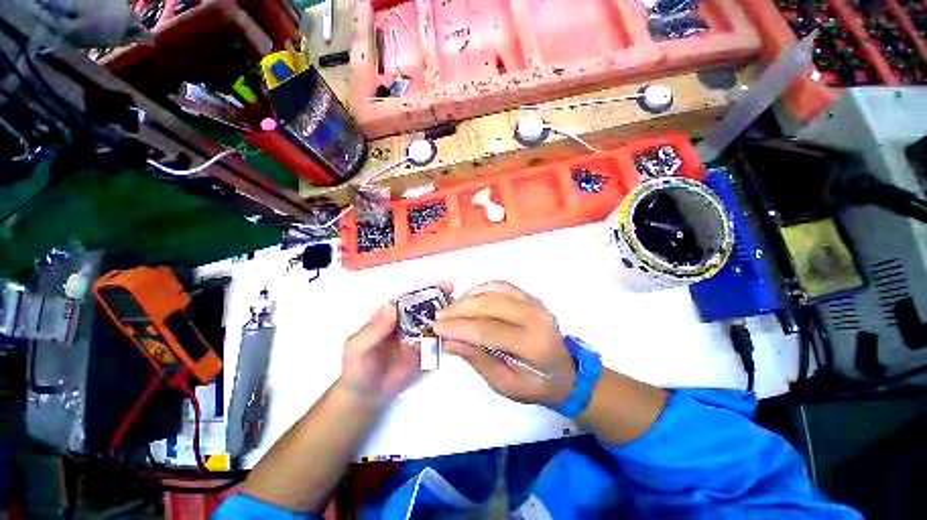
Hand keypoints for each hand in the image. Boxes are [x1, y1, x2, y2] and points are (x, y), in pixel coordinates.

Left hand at [340, 282, 453, 402]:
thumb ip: (374, 329)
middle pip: (425, 306)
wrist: (365, 395)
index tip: (441, 285)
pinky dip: (447, 335)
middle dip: (440, 298)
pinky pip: (438, 340)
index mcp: (389, 315)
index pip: (408, 298)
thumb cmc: (357, 368)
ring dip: (446, 315)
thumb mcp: (357, 347)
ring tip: (460, 312)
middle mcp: (405, 322)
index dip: (424, 290)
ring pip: (434, 321)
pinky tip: (457, 332)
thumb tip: (391, 305)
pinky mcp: (424, 351)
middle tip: (455, 296)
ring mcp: (416, 336)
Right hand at [433, 282, 575, 406]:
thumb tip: (449, 342)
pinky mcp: (530, 296)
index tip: (437, 329)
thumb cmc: (536, 385)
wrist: (565, 371)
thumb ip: (478, 360)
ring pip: (494, 290)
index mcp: (534, 345)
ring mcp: (535, 303)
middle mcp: (536, 317)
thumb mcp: (506, 385)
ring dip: (468, 297)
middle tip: (439, 317)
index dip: (459, 328)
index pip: (489, 330)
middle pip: (490, 304)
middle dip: (460, 309)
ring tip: (451, 309)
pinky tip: (469, 299)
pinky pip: (501, 285)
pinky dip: (481, 289)